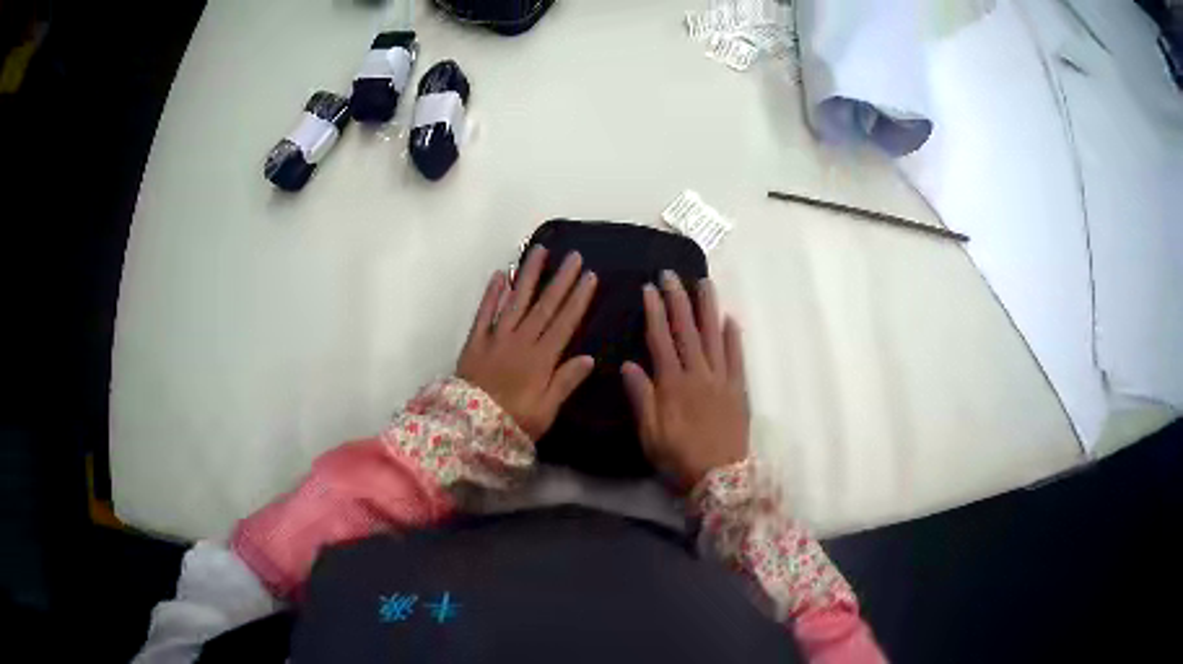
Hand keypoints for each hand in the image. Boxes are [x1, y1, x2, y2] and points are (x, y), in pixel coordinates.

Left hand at [457, 246, 597, 440]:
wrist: (469, 427)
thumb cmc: (513, 422)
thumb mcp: (546, 410)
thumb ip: (565, 382)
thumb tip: (589, 358)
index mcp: (541, 359)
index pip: (565, 322)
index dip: (578, 298)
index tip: (590, 276)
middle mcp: (521, 341)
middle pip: (544, 305)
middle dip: (561, 279)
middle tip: (573, 256)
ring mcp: (496, 337)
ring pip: (515, 300)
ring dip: (528, 275)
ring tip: (539, 251)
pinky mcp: (476, 341)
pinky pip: (484, 312)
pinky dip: (492, 293)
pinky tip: (500, 274)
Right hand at [622, 271, 748, 490]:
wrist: (720, 479)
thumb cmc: (679, 459)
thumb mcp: (650, 434)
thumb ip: (641, 397)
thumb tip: (628, 364)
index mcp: (673, 385)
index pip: (661, 340)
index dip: (655, 312)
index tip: (650, 289)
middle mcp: (698, 375)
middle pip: (687, 331)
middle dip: (679, 299)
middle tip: (672, 274)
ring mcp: (722, 380)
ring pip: (714, 336)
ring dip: (708, 308)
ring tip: (704, 283)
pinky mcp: (739, 390)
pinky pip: (737, 358)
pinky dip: (734, 337)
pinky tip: (730, 318)